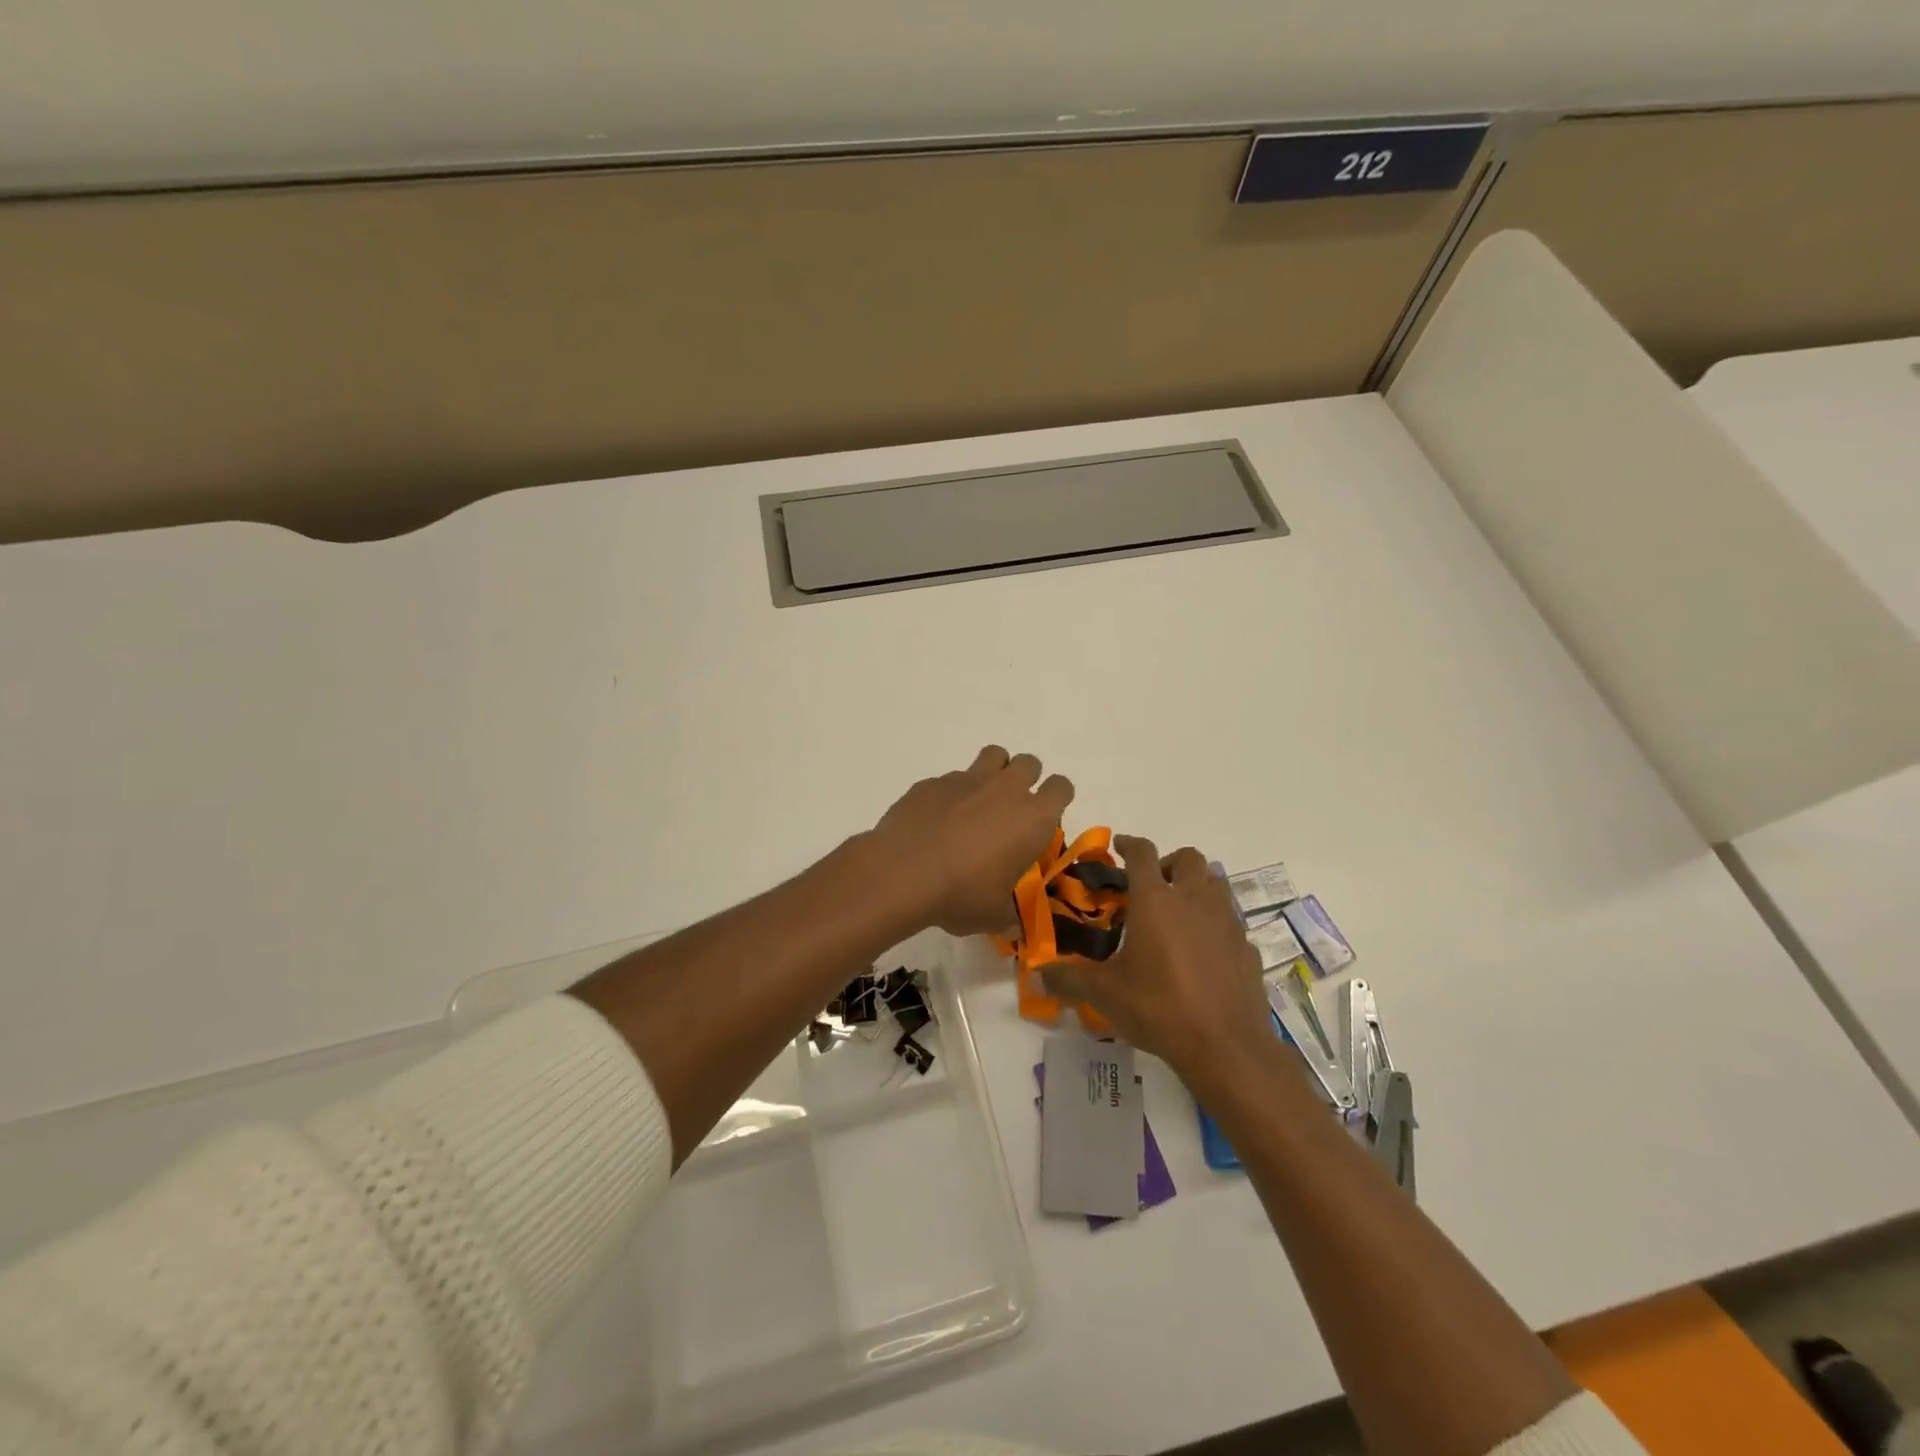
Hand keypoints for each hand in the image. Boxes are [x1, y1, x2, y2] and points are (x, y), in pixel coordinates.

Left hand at [866, 746, 1074, 936]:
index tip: (1044, 819)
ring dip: (994, 771)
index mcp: (1032, 818)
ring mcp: (967, 779)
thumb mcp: (992, 914)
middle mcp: (1005, 789)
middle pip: (1029, 763)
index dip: (1057, 799)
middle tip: (1011, 810)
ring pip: (993, 755)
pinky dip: (952, 793)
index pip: (1062, 787)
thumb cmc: (961, 894)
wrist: (902, 873)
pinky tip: (937, 819)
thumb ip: (1007, 914)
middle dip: (1026, 779)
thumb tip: (1011, 924)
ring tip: (979, 801)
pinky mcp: (933, 782)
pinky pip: (951, 778)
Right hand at [1040, 835, 1274, 1080]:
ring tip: (1179, 912)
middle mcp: (1193, 899)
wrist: (1225, 1045)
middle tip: (1153, 885)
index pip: (1142, 853)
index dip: (1129, 844)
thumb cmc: (1158, 1007)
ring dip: (1196, 886)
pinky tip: (1204, 950)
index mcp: (1155, 900)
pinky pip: (1231, 921)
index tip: (1119, 845)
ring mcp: (1226, 921)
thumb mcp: (1104, 993)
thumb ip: (1068, 978)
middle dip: (1169, 863)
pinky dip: (1216, 924)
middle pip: (1188, 858)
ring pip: (1215, 883)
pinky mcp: (1247, 946)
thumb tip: (1036, 974)